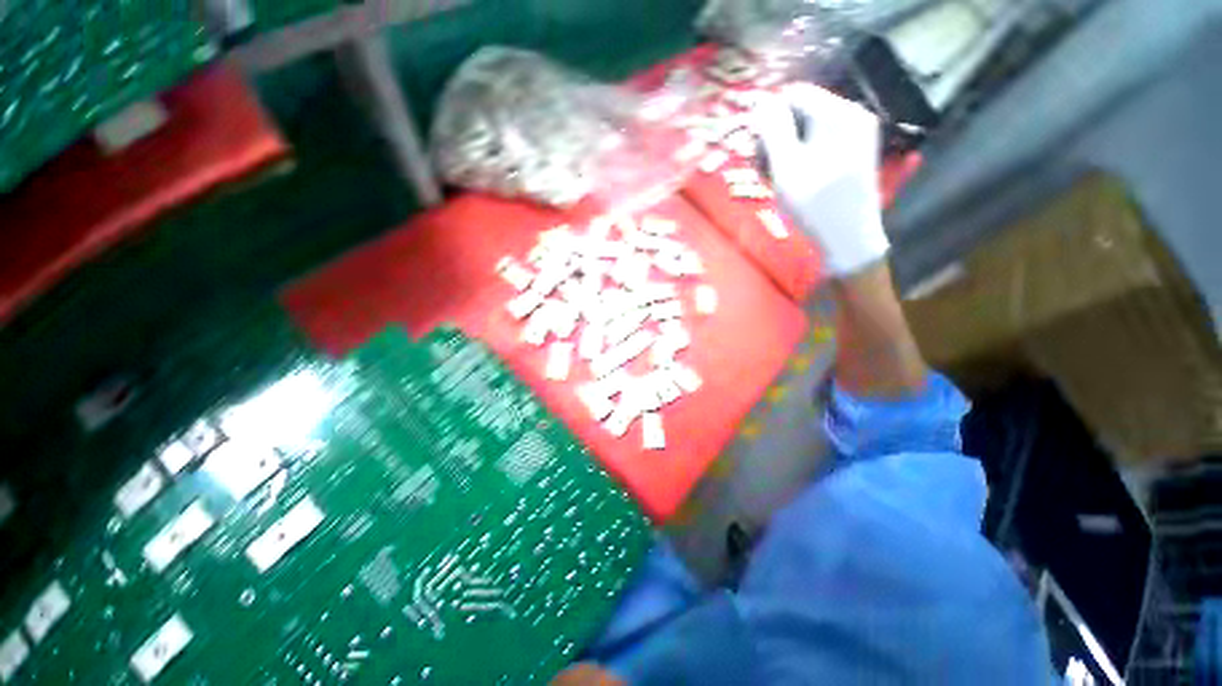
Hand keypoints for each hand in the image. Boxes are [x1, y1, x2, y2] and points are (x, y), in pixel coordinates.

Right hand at [754, 84, 889, 275]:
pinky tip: (795, 178)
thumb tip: (761, 101)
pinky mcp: (856, 149)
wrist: (849, 238)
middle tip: (766, 171)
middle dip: (778, 137)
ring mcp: (858, 132)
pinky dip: (802, 156)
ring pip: (809, 127)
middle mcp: (853, 114)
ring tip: (778, 179)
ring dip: (787, 149)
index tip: (758, 153)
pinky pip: (821, 140)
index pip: (793, 95)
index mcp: (839, 113)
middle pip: (802, 110)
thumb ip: (773, 130)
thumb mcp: (786, 168)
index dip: (769, 120)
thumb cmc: (814, 205)